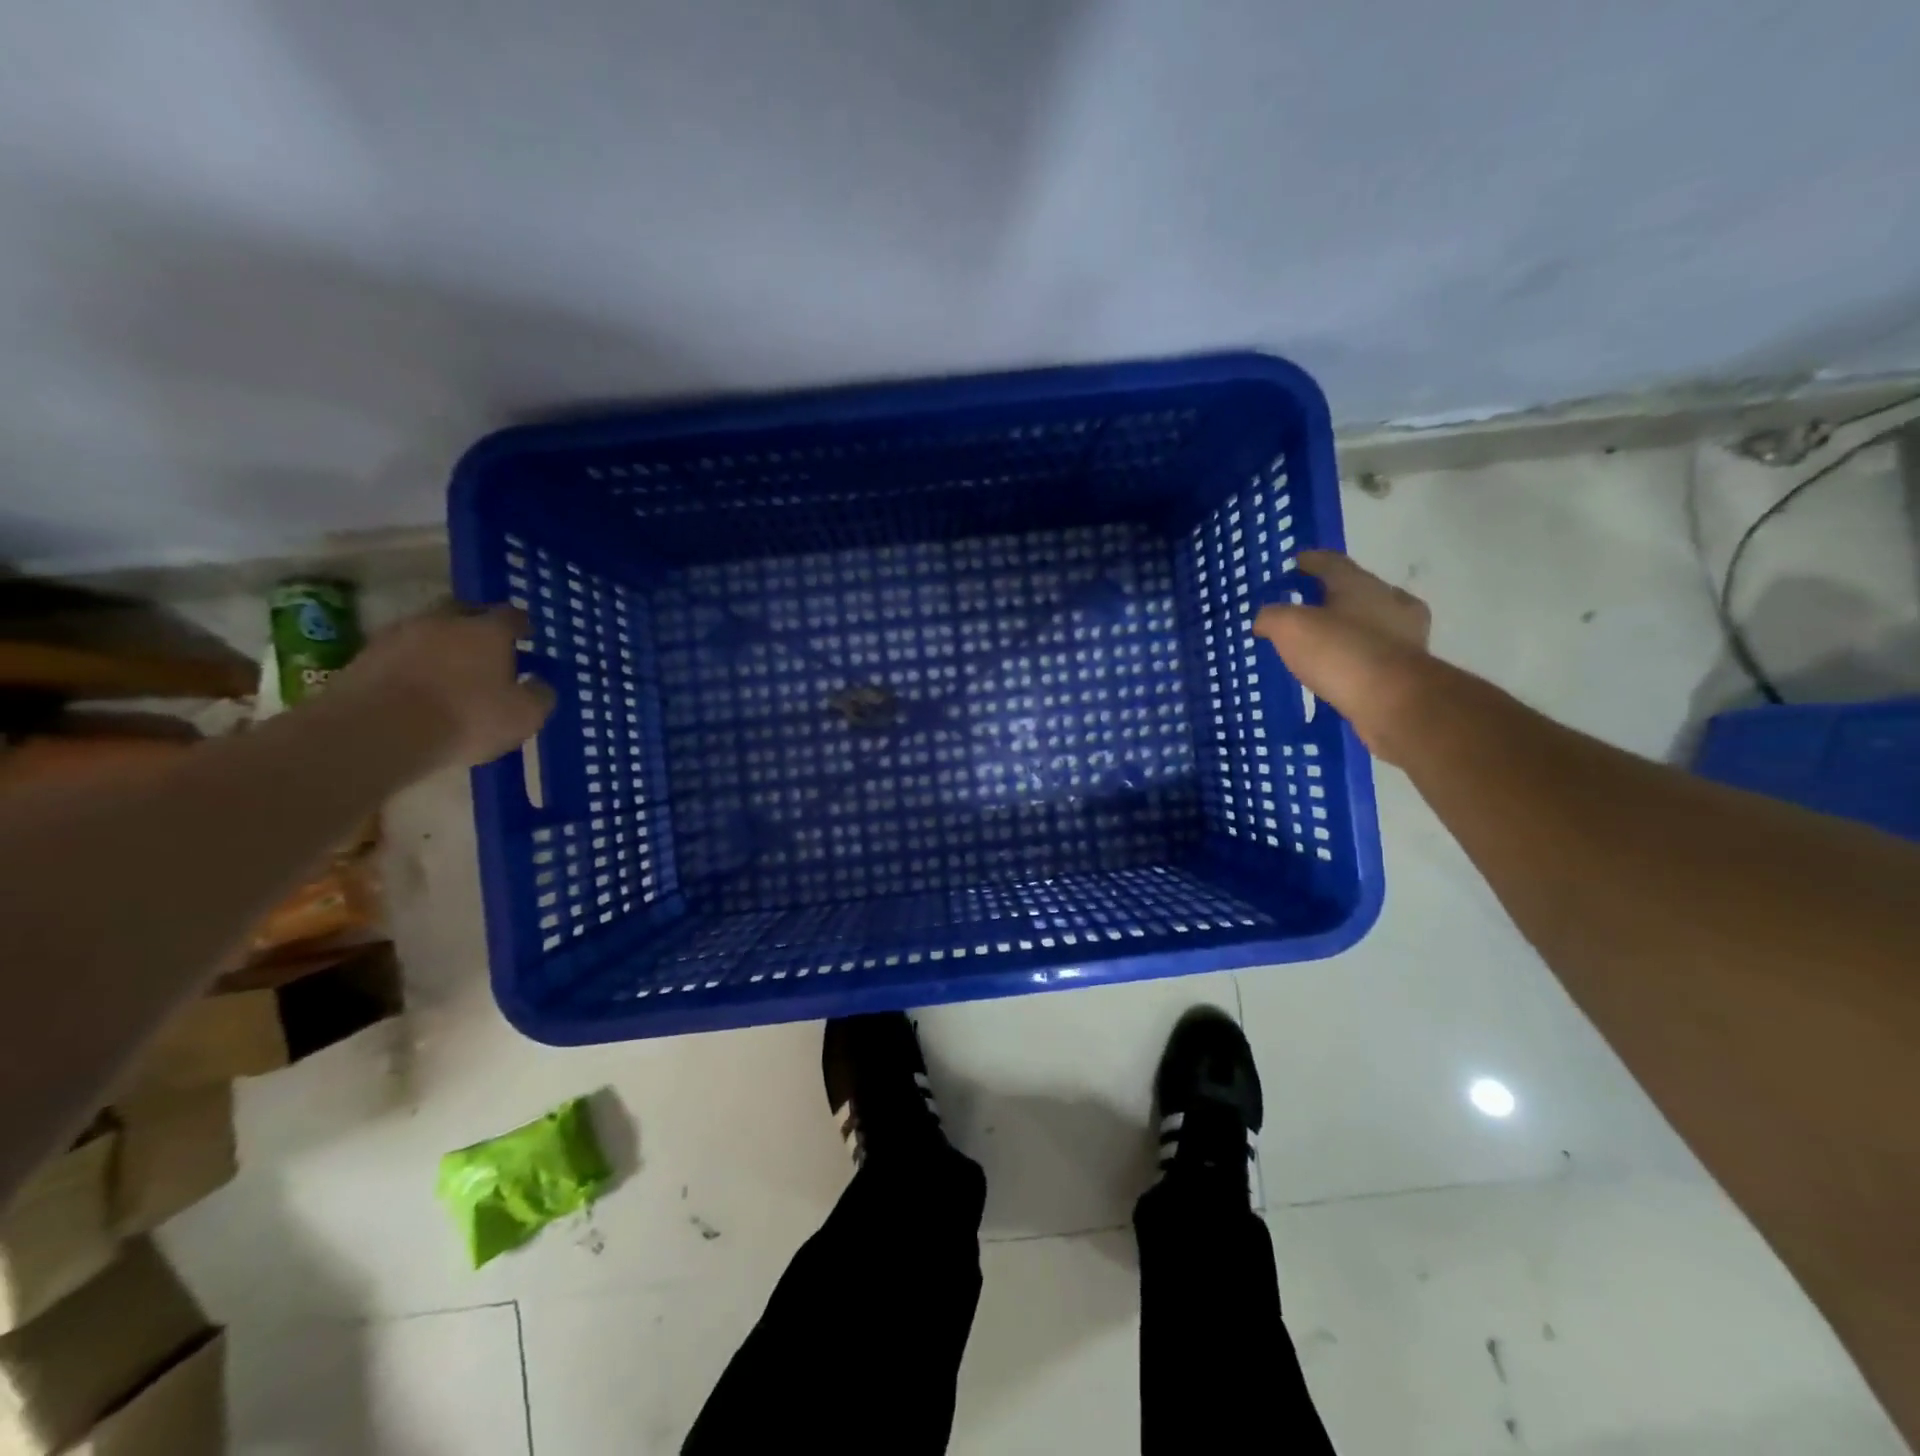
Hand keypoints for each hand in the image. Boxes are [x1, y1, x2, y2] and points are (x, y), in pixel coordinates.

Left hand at [330, 603, 554, 768]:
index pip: (511, 615)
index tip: (527, 636)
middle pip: (464, 611)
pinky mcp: (365, 657)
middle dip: (477, 625)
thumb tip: (540, 684)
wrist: (378, 732)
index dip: (521, 625)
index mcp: (488, 631)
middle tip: (487, 649)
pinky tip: (418, 686)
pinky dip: (412, 663)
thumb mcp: (523, 716)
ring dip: (441, 644)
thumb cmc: (466, 719)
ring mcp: (399, 635)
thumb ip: (539, 695)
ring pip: (428, 630)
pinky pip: (400, 653)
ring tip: (449, 670)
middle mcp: (444, 621)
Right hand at [1253, 551, 1432, 762]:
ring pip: (1374, 621)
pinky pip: (1378, 654)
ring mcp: (1406, 635)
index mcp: (1359, 584)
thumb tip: (1266, 619)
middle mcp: (1388, 602)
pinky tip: (1344, 668)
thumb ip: (1273, 617)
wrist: (1393, 700)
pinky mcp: (1410, 668)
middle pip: (1359, 589)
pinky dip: (1360, 656)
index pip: (1333, 563)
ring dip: (1353, 626)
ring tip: (1328, 639)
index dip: (1312, 561)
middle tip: (1312, 603)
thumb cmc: (1339, 652)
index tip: (1298, 561)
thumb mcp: (1290, 627)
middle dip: (1336, 594)